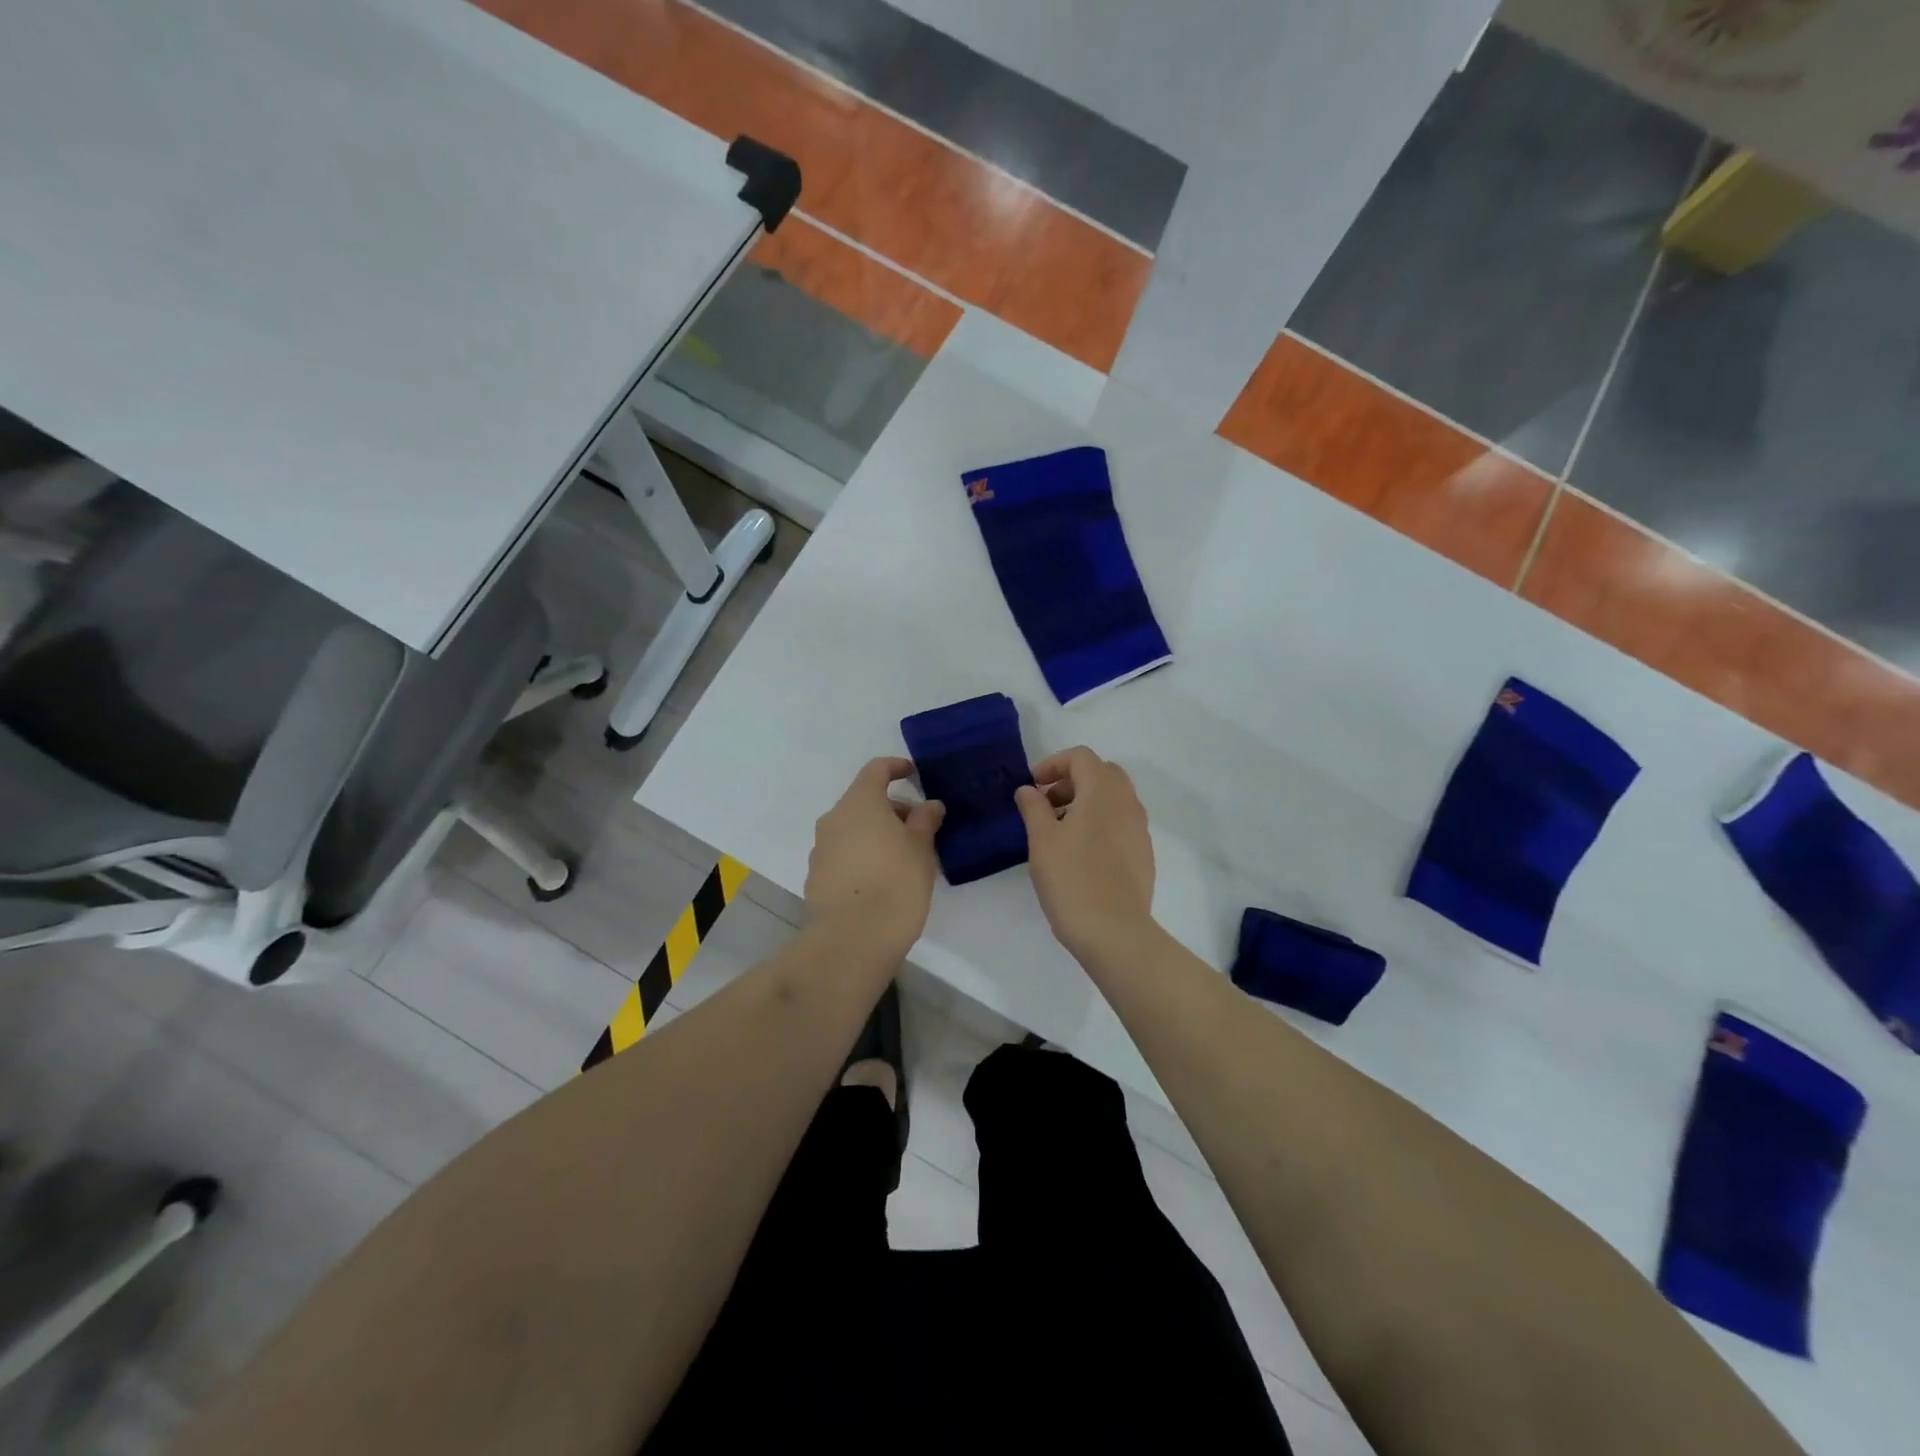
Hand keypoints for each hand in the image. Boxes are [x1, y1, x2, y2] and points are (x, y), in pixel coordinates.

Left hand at [806, 758, 944, 954]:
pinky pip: (842, 855)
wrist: (854, 938)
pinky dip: (861, 856)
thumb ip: (925, 820)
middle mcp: (833, 819)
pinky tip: (880, 880)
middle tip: (919, 830)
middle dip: (891, 809)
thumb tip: (928, 805)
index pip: (876, 770)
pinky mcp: (815, 877)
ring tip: (903, 858)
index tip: (913, 774)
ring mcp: (820, 849)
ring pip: (852, 829)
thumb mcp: (921, 848)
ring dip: (875, 834)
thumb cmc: (896, 883)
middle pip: (863, 801)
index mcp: (859, 803)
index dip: (896, 768)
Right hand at [1015, 746, 1154, 958]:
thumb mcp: (1042, 840)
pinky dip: (1100, 823)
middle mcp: (1128, 803)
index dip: (1053, 764)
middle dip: (1072, 781)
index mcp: (1103, 792)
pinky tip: (1080, 854)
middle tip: (1047, 805)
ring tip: (1059, 831)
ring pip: (1113, 799)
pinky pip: (1121, 823)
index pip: (1081, 757)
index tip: (1033, 787)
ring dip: (1086, 802)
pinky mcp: (1143, 854)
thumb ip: (1033, 807)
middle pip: (1102, 773)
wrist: (1113, 931)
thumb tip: (1028, 790)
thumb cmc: (1072, 879)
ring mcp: (1140, 829)